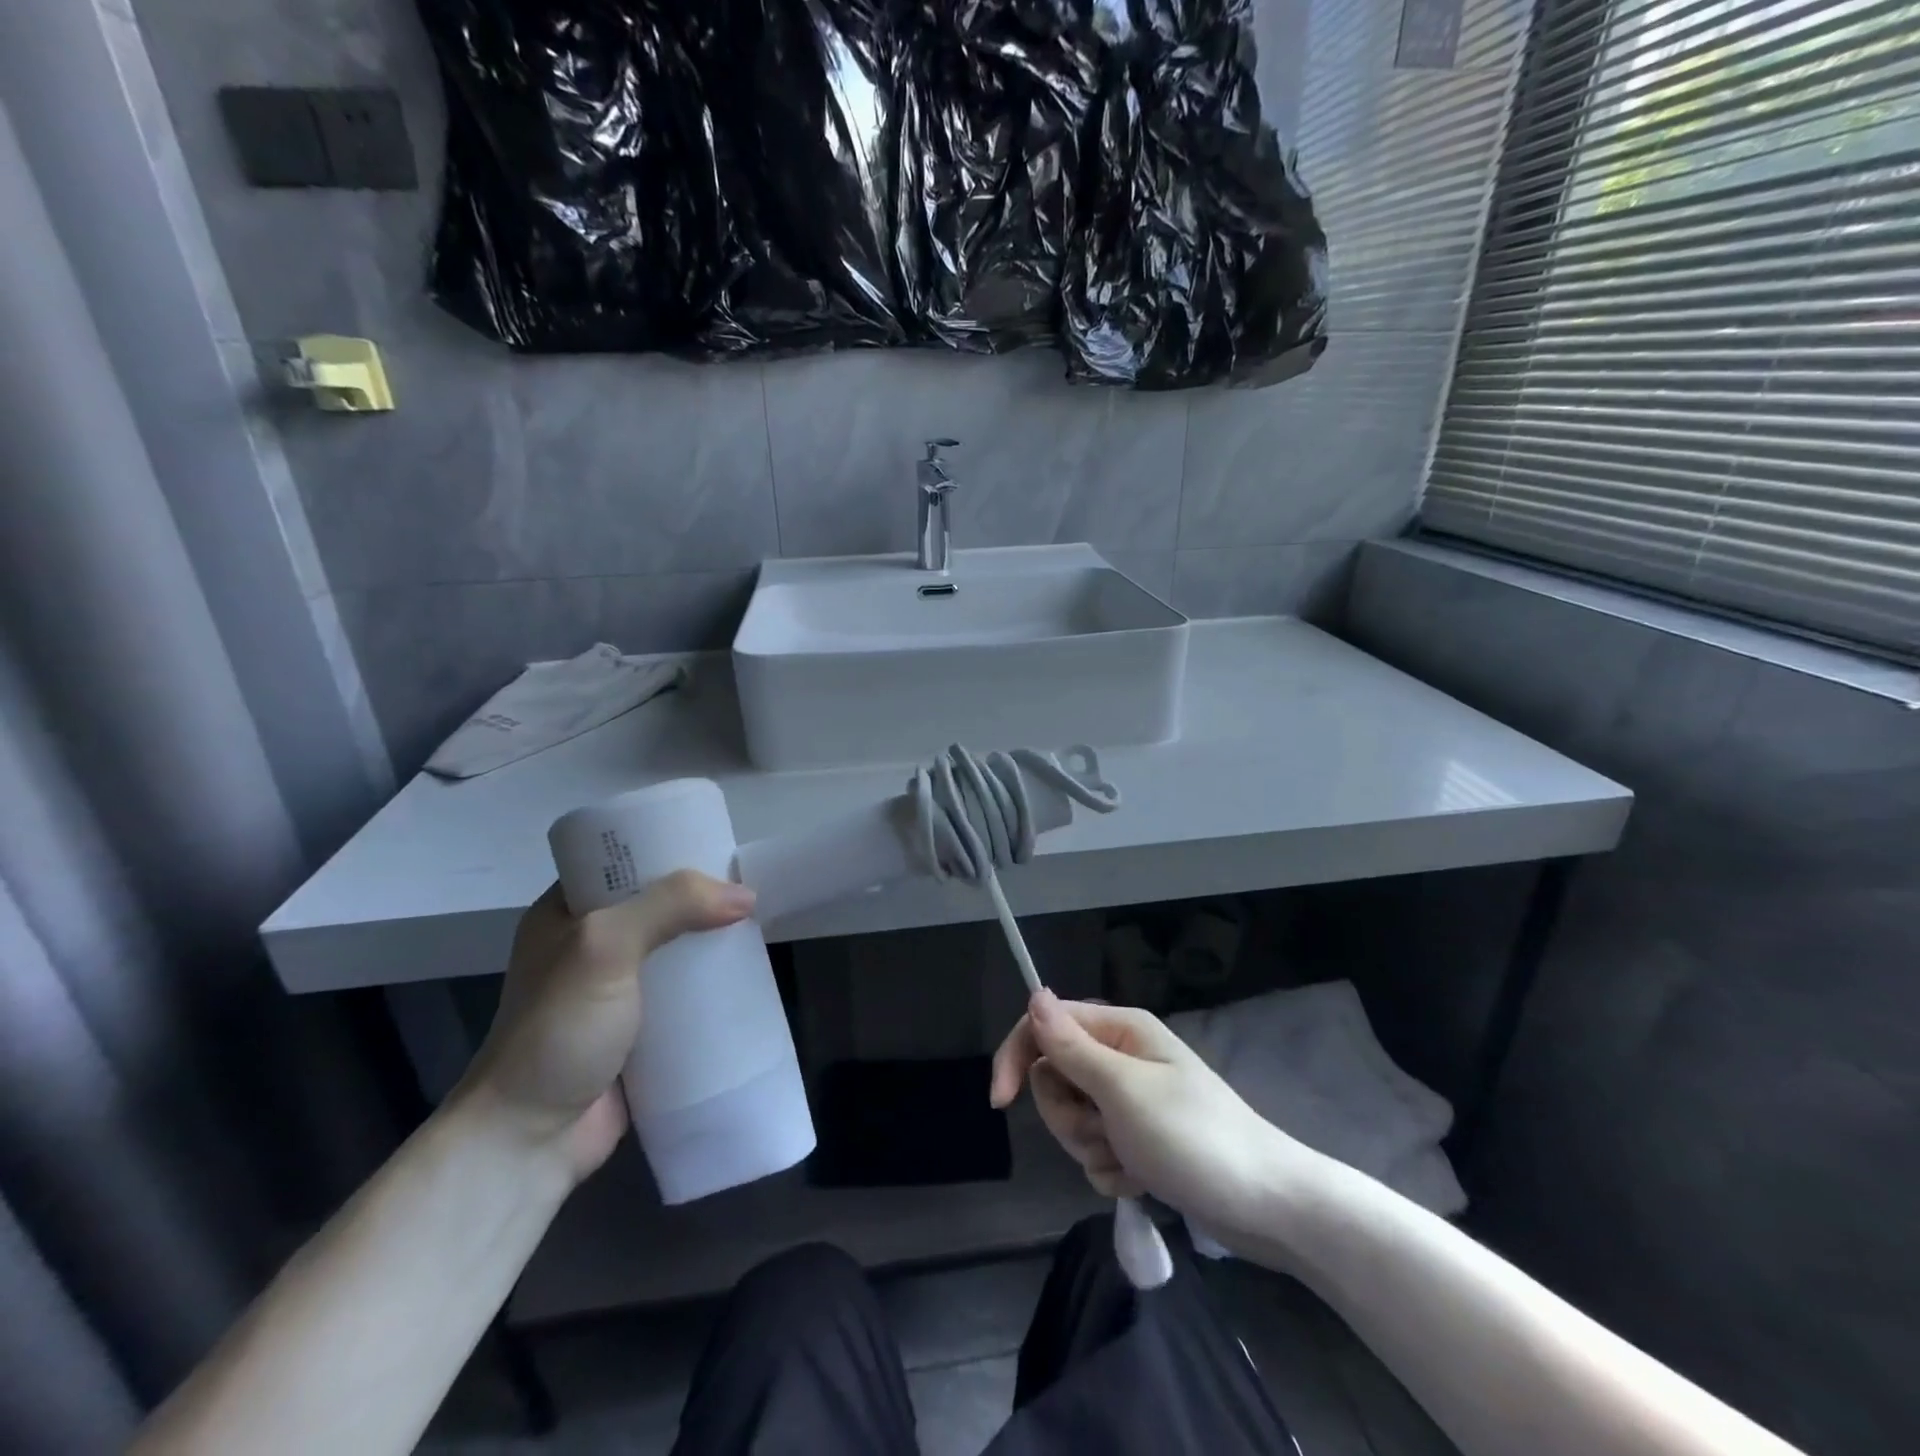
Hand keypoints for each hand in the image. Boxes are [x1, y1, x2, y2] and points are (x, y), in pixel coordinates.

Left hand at [461, 872, 755, 1180]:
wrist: (528, 1141)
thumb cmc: (557, 1030)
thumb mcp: (605, 947)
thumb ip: (670, 906)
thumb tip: (744, 895)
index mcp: (566, 912)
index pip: (621, 861)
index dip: (667, 847)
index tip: (715, 842)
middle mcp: (591, 944)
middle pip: (657, 904)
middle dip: (701, 896)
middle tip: (748, 886)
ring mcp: (615, 989)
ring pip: (675, 948)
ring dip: (710, 941)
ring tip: (757, 926)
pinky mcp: (639, 1029)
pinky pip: (684, 993)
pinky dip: (711, 984)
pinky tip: (745, 975)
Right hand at [990, 991, 1304, 1244]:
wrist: (1267, 1207)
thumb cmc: (1194, 1137)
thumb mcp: (1123, 1090)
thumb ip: (1072, 1046)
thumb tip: (1033, 993)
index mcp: (1120, 1030)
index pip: (1046, 1025)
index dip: (1019, 1057)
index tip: (1002, 1102)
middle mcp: (1122, 1057)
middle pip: (1056, 1076)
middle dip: (1068, 1115)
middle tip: (1104, 1133)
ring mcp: (1130, 1100)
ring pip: (1072, 1117)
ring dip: (1091, 1146)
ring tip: (1130, 1161)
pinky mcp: (1138, 1139)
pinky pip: (1096, 1149)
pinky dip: (1111, 1169)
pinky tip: (1141, 1180)